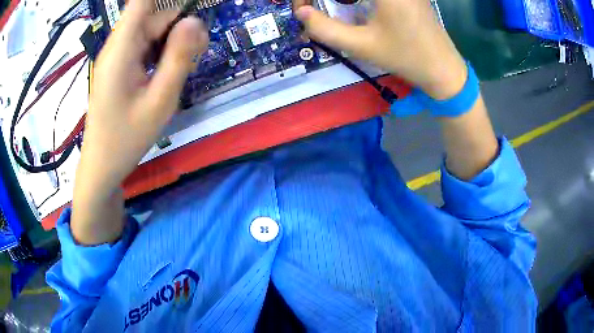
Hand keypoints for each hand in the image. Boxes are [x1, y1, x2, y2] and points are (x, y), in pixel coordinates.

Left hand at [72, 0, 207, 243]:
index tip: (191, 8)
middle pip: (153, 16)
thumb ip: (178, 58)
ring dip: (173, 40)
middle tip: (199, 49)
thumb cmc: (126, 139)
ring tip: (185, 64)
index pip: (141, 2)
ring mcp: (118, 56)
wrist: (102, 166)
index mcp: (121, 49)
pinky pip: (145, 46)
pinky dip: (162, 51)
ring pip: (151, 31)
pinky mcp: (120, 66)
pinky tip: (168, 71)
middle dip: (180, 24)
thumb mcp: (159, 101)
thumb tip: (195, 21)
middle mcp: (118, 46)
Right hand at [295, 0, 466, 99]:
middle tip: (310, 8)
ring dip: (343, 0)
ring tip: (331, 8)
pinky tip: (353, 6)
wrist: (443, 68)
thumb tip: (301, 13)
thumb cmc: (406, 57)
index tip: (303, 9)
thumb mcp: (362, 46)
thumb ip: (325, 29)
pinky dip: (355, 0)